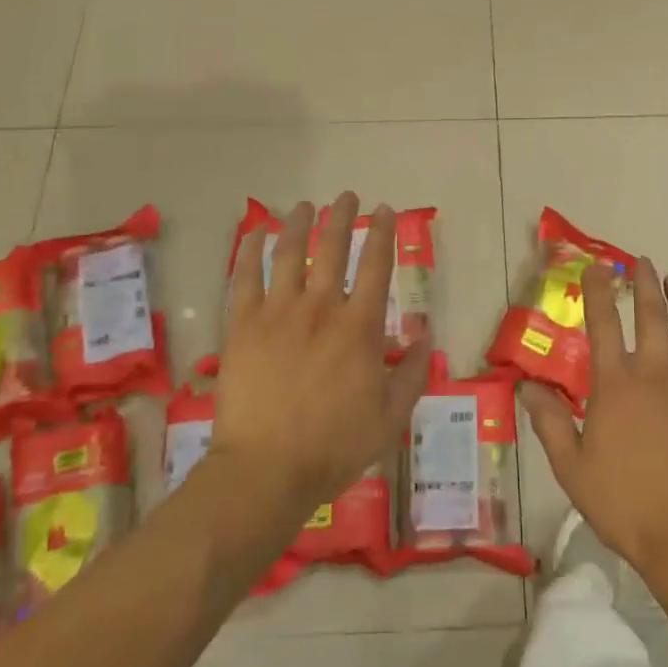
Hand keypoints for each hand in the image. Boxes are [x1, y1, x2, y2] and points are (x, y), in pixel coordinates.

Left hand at [209, 192, 431, 520]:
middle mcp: (321, 308)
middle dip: (342, 217)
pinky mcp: (242, 325)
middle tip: (347, 197)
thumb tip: (425, 337)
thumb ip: (413, 373)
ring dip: (299, 225)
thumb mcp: (391, 416)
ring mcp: (278, 313)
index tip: (385, 210)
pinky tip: (254, 233)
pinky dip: (249, 252)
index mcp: (360, 326)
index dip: (383, 233)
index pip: (376, 265)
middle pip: (332, 248)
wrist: (267, 470)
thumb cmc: (335, 446)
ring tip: (305, 206)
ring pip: (289, 254)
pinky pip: (244, 278)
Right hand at [522, 258, 667, 583]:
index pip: (603, 323)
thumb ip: (549, 422)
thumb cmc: (626, 503)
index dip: (598, 291)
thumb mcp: (572, 467)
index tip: (598, 268)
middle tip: (643, 262)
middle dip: (644, 284)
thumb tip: (526, 385)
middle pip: (650, 314)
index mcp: (615, 384)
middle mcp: (655, 371)